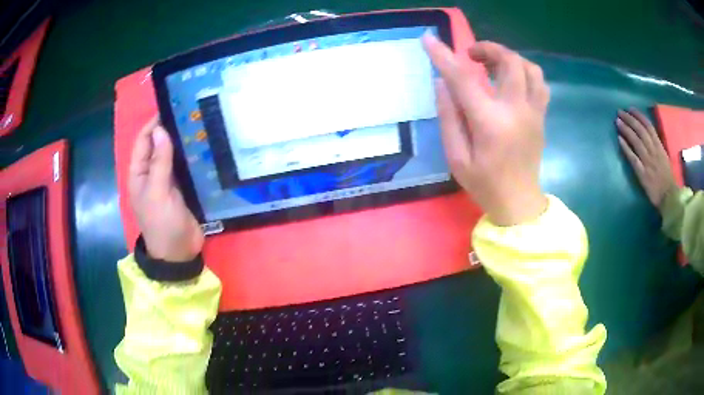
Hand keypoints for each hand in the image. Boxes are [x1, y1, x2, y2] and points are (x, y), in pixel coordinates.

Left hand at [129, 117, 203, 261]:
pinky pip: (185, 167)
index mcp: (139, 174)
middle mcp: (151, 173)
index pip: (143, 141)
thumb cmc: (162, 223)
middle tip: (190, 112)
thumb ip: (159, 162)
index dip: (153, 124)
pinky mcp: (182, 188)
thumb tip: (161, 130)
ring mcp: (167, 181)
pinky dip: (191, 156)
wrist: (179, 253)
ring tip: (199, 124)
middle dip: (170, 130)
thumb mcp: (157, 192)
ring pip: (172, 155)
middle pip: (158, 145)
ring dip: (182, 142)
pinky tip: (203, 146)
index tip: (171, 107)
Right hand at [422, 35, 548, 225]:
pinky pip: (539, 83)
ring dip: (510, 58)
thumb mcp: (456, 157)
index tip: (429, 39)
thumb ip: (449, 117)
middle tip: (471, 55)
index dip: (443, 55)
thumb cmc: (484, 184)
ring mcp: (534, 112)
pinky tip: (512, 80)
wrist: (519, 203)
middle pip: (510, 61)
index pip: (463, 79)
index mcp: (490, 123)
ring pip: (530, 68)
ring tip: (494, 65)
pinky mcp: (541, 117)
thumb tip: (442, 83)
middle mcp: (516, 110)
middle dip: (488, 48)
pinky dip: (525, 72)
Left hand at [616, 108, 676, 207]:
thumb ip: (657, 146)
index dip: (639, 116)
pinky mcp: (643, 173)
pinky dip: (626, 148)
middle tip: (619, 112)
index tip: (630, 108)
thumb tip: (648, 134)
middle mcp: (653, 151)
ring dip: (626, 130)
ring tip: (617, 121)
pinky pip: (633, 158)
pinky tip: (619, 140)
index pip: (648, 126)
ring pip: (636, 141)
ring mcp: (648, 162)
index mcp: (659, 147)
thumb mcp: (664, 157)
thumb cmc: (667, 178)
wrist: (669, 197)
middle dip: (630, 119)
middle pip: (640, 131)